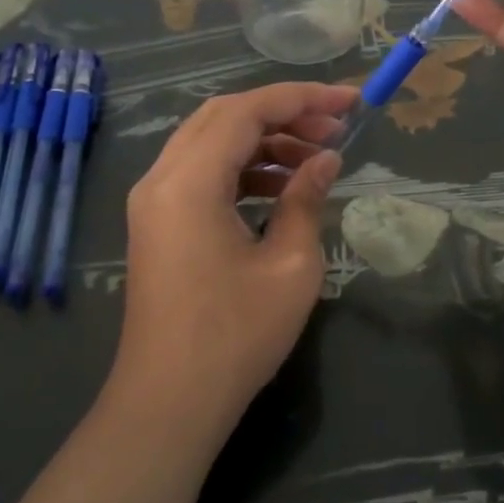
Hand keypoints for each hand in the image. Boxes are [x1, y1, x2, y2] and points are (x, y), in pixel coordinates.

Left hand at [108, 83, 352, 443]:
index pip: (247, 110)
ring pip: (211, 141)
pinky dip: (242, 167)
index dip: (302, 98)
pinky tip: (281, 186)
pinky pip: (201, 171)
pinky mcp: (158, 222)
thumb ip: (307, 198)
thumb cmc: (235, 336)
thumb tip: (326, 160)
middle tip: (335, 128)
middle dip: (284, 113)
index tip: (350, 101)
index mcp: (189, 181)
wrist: (169, 404)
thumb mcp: (290, 264)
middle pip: (224, 116)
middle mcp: (161, 178)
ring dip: (264, 140)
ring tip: (316, 157)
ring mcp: (153, 201)